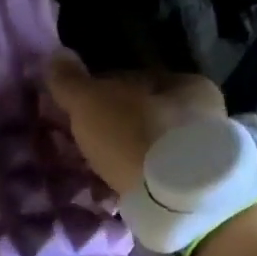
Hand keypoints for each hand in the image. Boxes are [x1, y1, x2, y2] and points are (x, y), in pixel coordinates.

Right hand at [44, 49, 226, 196]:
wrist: (175, 199)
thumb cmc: (136, 135)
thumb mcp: (92, 102)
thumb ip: (71, 81)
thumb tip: (55, 56)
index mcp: (185, 84)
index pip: (133, 80)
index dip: (98, 91)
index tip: (72, 109)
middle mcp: (201, 116)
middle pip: (141, 116)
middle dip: (109, 128)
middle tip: (77, 144)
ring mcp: (199, 156)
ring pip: (146, 149)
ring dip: (119, 157)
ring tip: (89, 172)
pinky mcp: (190, 191)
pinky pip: (151, 179)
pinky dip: (129, 182)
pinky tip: (108, 192)